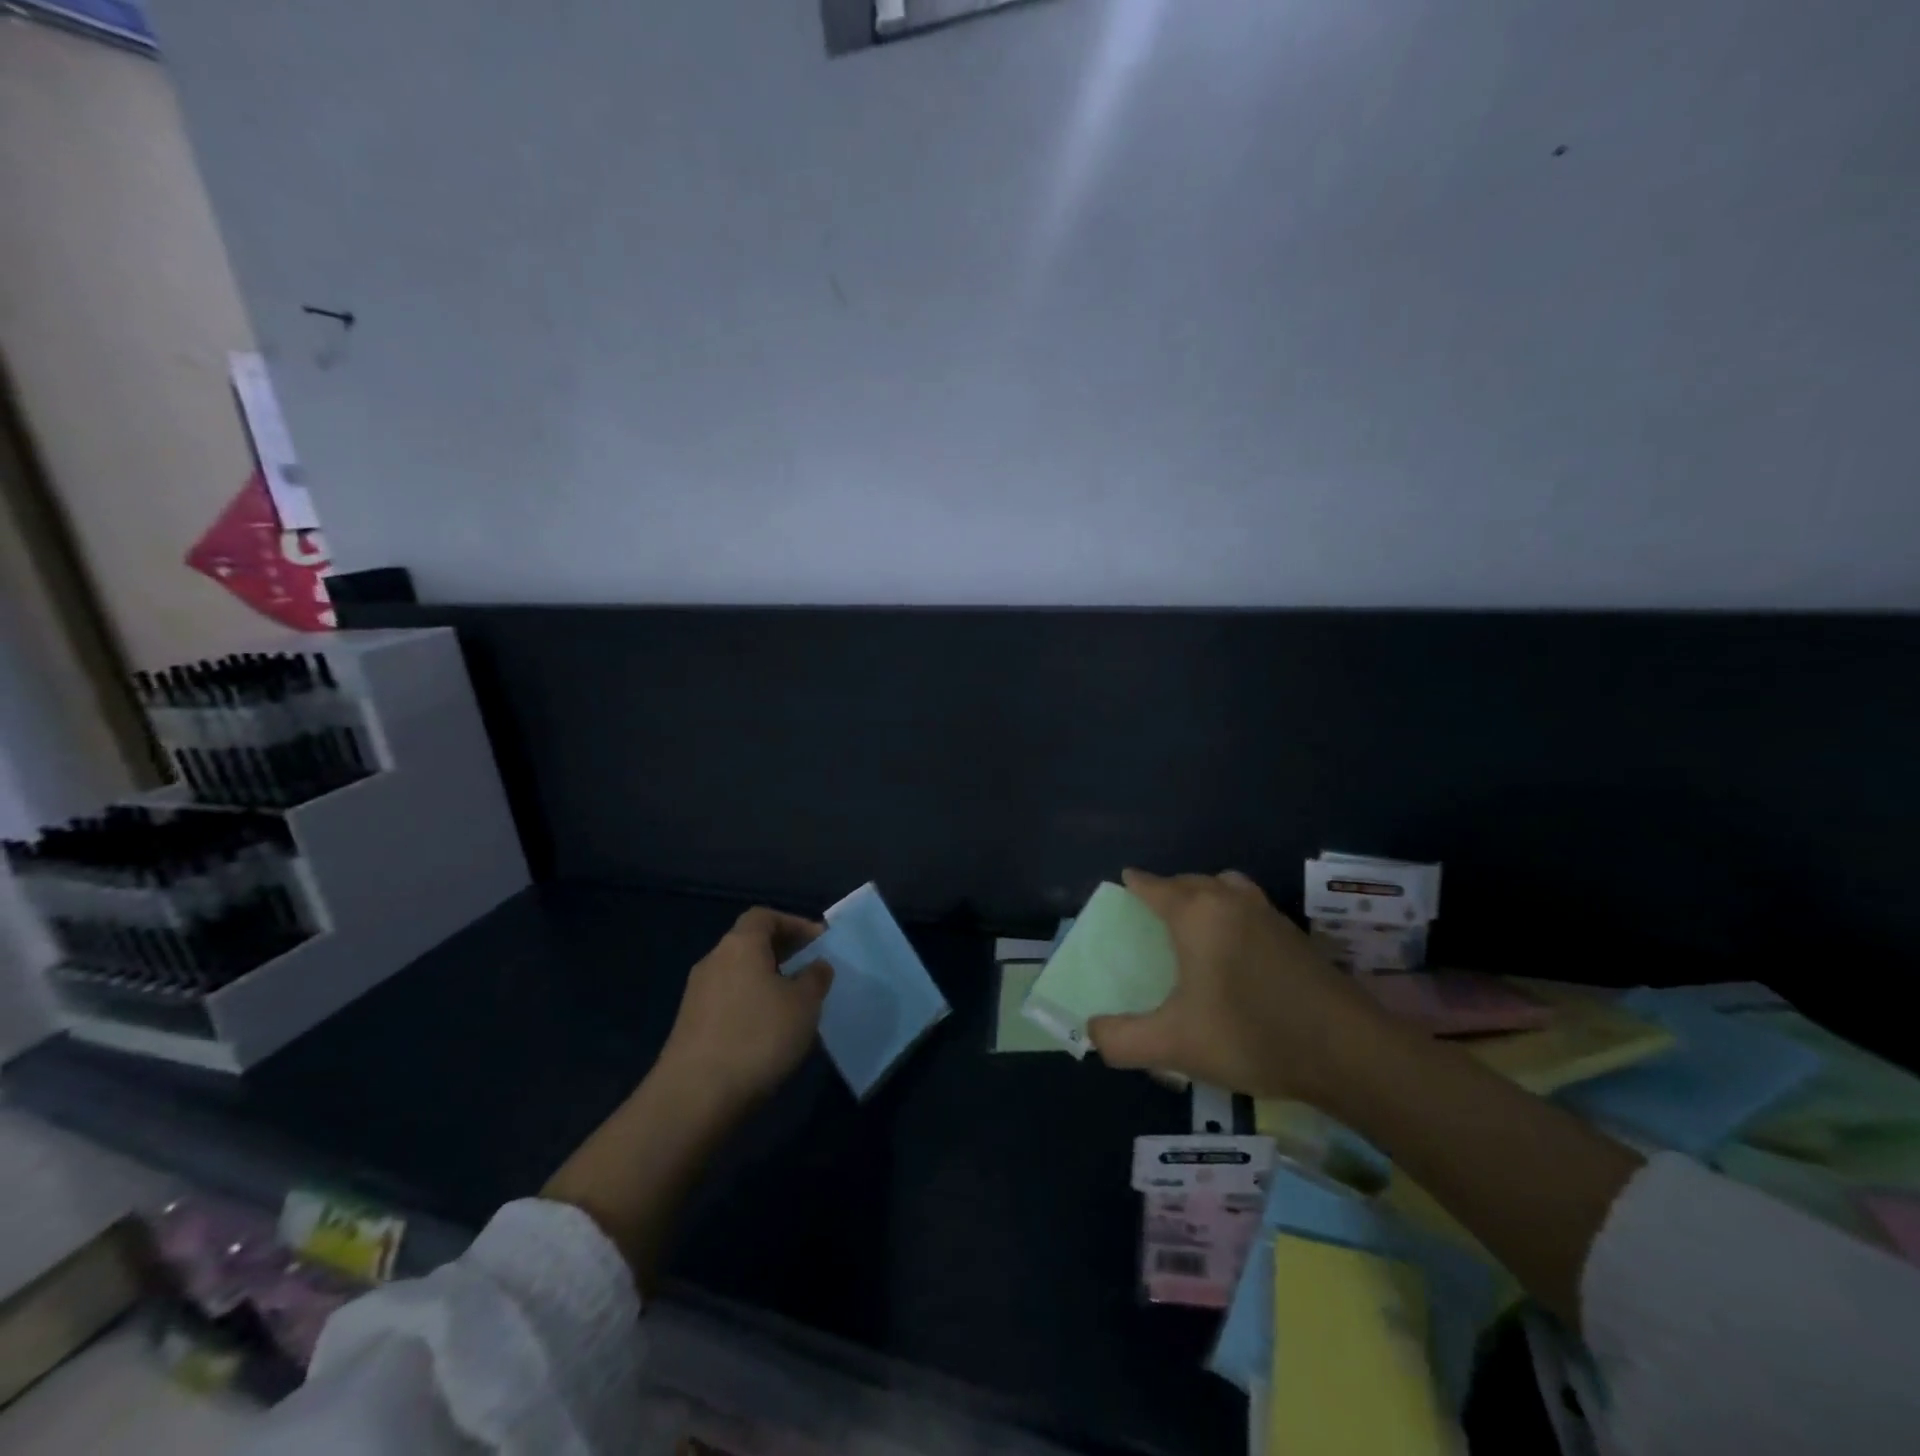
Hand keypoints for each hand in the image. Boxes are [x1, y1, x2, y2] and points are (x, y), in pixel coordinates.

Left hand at [658, 908, 834, 1107]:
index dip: (794, 923)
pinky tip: (768, 1032)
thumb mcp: (804, 1004)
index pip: (765, 916)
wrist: (694, 1097)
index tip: (818, 941)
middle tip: (811, 971)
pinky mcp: (690, 1026)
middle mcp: (714, 960)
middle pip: (750, 943)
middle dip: (783, 953)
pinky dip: (751, 1005)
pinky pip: (728, 1001)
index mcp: (740, 944)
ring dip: (767, 981)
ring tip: (795, 1004)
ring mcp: (697, 994)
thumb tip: (816, 965)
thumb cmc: (757, 1036)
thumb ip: (815, 978)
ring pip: (739, 974)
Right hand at [1088, 868, 1387, 1100]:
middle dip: (1169, 889)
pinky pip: (1251, 908)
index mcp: (1196, 914)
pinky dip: (1234, 913)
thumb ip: (1121, 1039)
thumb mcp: (1173, 1045)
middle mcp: (1231, 901)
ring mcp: (1269, 915)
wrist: (1349, 1053)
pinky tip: (1237, 951)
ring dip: (1206, 895)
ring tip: (1196, 925)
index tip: (1124, 882)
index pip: (1155, 886)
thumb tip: (1091, 1032)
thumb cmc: (1250, 1036)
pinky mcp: (1297, 936)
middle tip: (1153, 912)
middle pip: (1191, 881)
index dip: (1136, 883)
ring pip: (1227, 888)